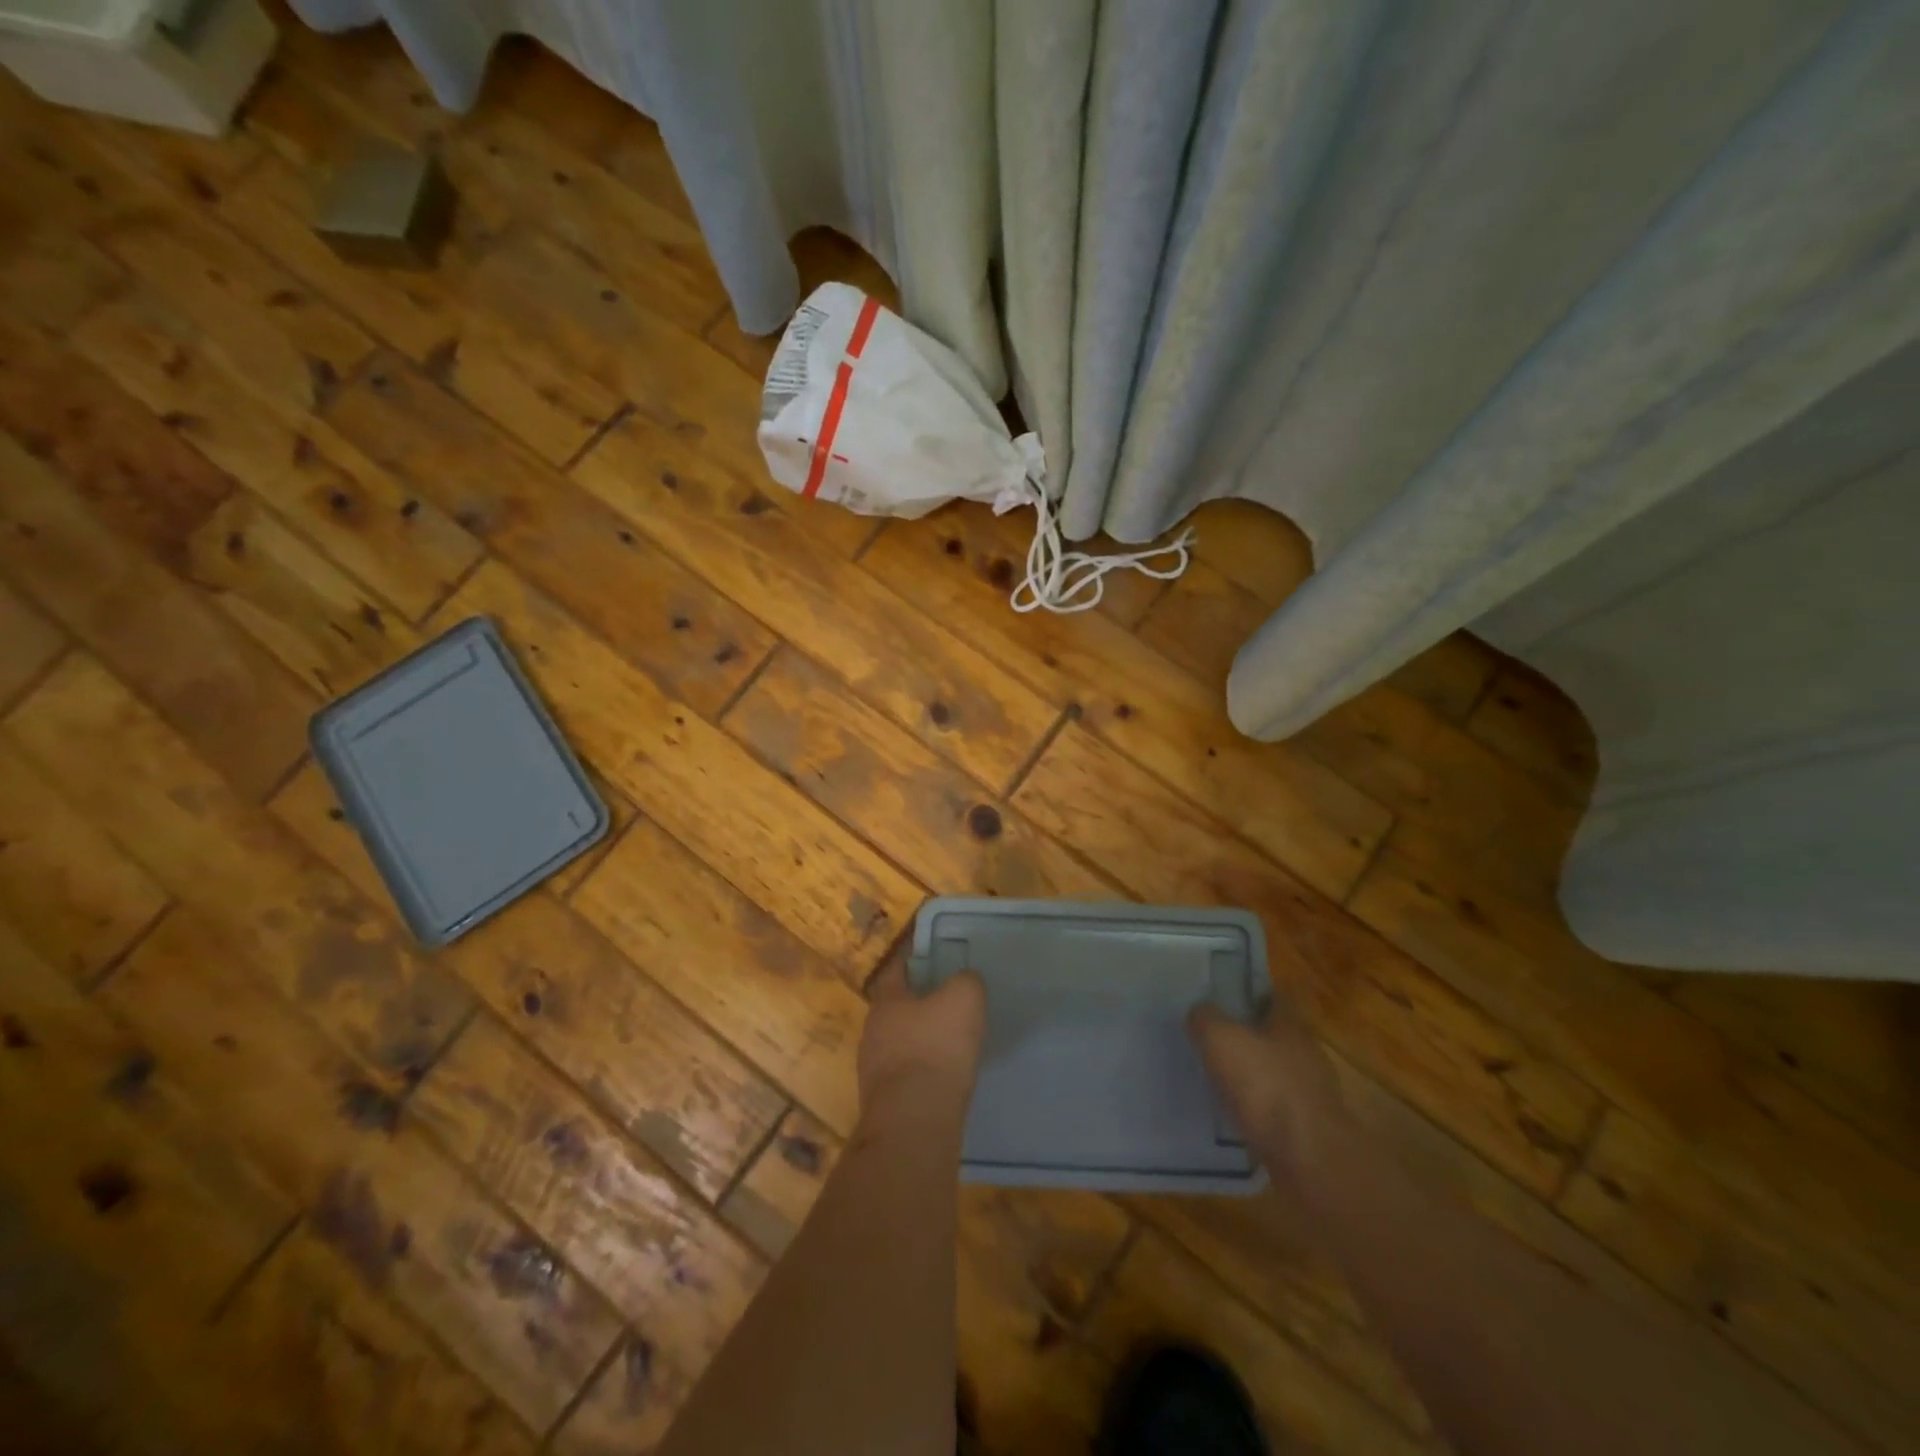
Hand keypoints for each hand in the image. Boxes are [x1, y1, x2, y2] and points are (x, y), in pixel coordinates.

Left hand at [858, 961, 986, 1129]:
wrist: (914, 1122)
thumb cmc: (936, 1047)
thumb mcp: (963, 999)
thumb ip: (966, 981)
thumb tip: (965, 980)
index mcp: (885, 1001)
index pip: (896, 970)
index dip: (914, 961)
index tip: (934, 960)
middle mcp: (871, 1031)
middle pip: (895, 1009)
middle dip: (918, 1006)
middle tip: (947, 1005)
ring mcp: (872, 1070)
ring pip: (898, 1045)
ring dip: (919, 1043)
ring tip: (948, 1045)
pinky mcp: (883, 1103)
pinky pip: (904, 1077)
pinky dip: (921, 1074)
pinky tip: (942, 1080)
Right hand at [1189, 992, 1342, 1177]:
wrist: (1308, 1158)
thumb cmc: (1264, 1085)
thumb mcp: (1220, 1038)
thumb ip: (1205, 1018)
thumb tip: (1200, 1012)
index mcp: (1291, 1025)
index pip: (1275, 998)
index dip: (1251, 994)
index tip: (1225, 997)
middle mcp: (1307, 1053)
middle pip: (1277, 1036)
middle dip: (1251, 1036)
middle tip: (1216, 1038)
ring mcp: (1313, 1094)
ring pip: (1278, 1073)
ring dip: (1256, 1075)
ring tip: (1221, 1078)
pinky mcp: (1311, 1130)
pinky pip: (1278, 1108)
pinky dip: (1260, 1108)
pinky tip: (1237, 1114)